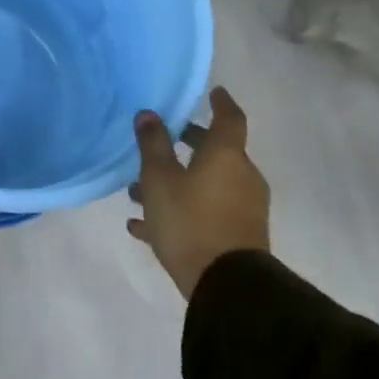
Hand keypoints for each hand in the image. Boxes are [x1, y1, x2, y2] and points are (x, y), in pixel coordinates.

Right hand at [127, 87, 269, 298]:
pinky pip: (205, 212)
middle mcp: (240, 176)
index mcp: (226, 156)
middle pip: (215, 152)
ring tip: (136, 194)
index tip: (212, 91)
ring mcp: (242, 208)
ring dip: (176, 182)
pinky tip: (143, 227)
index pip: (229, 117)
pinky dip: (180, 211)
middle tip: (162, 141)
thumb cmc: (190, 221)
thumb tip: (148, 114)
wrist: (227, 286)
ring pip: (205, 184)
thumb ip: (152, 145)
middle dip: (187, 145)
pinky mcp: (238, 235)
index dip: (220, 102)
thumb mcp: (159, 180)